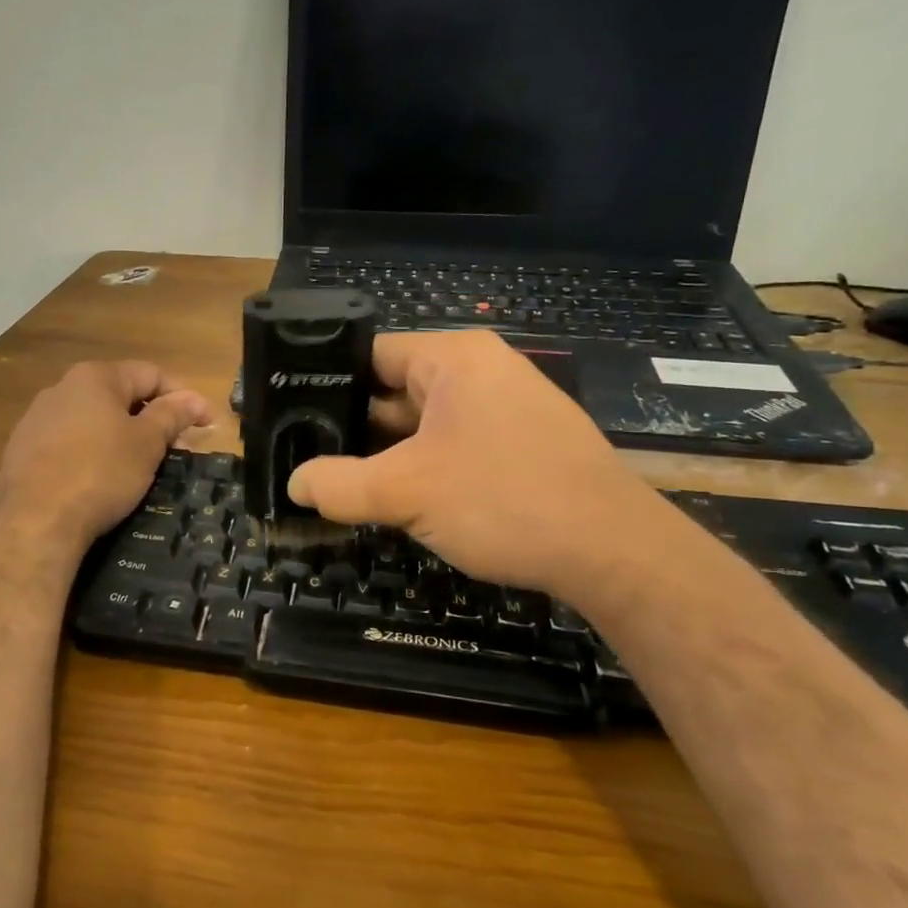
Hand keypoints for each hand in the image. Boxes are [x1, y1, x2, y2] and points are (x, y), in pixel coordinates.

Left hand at [0, 360, 211, 552]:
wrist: (34, 521)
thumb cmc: (100, 473)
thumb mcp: (146, 443)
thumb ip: (171, 415)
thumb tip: (193, 398)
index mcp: (95, 377)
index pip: (150, 374)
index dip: (183, 397)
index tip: (206, 424)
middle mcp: (62, 388)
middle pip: (119, 394)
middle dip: (152, 417)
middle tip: (176, 447)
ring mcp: (37, 418)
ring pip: (93, 419)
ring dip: (121, 434)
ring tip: (140, 464)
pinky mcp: (22, 449)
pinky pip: (69, 441)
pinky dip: (92, 451)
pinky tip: (100, 477)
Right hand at [287, 331, 684, 600]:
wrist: (615, 553)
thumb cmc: (503, 499)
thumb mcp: (406, 492)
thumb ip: (339, 484)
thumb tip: (294, 484)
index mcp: (453, 358)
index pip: (370, 354)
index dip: (326, 384)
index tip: (292, 419)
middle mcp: (481, 371)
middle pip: (395, 390)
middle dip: (355, 428)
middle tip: (309, 459)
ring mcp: (507, 408)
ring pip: (424, 424)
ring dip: (389, 454)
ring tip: (343, 483)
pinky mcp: (522, 444)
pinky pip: (455, 445)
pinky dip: (425, 468)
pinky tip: (400, 501)